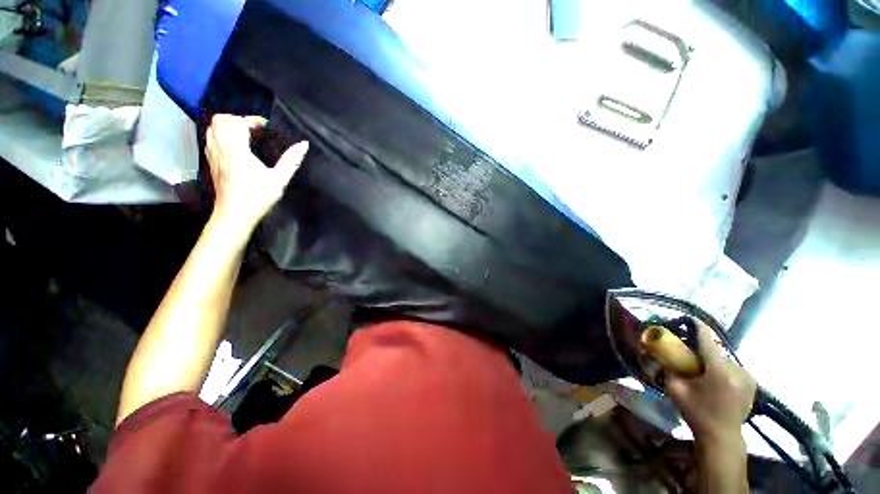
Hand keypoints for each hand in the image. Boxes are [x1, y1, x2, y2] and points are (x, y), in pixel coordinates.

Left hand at [205, 114, 308, 231]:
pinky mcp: (211, 164)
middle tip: (253, 129)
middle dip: (237, 119)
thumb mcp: (279, 180)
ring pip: (211, 128)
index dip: (252, 120)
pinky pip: (209, 140)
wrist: (234, 216)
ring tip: (242, 134)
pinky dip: (219, 135)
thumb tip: (304, 144)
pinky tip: (232, 144)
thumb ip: (291, 161)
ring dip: (226, 125)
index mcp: (238, 152)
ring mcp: (213, 156)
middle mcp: (222, 150)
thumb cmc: (258, 198)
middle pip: (220, 120)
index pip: (238, 123)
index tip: (265, 127)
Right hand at [666, 321, 756, 444]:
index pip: (708, 340)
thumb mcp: (675, 389)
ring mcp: (748, 377)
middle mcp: (737, 370)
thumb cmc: (696, 412)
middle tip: (689, 353)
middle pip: (716, 350)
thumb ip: (668, 368)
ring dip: (713, 359)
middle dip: (702, 349)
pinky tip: (716, 378)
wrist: (722, 437)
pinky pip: (733, 367)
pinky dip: (723, 367)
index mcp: (718, 371)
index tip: (689, 318)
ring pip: (725, 359)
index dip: (698, 327)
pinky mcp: (752, 383)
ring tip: (702, 368)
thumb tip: (659, 353)